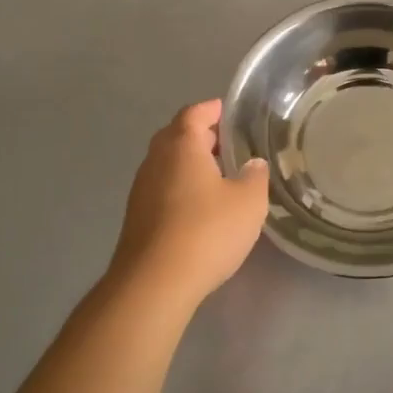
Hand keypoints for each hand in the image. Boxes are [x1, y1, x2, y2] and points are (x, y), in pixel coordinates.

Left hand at [109, 100, 269, 306]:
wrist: (154, 283)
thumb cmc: (206, 231)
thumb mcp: (248, 202)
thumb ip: (254, 176)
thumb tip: (252, 164)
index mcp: (181, 146)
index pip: (195, 113)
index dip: (213, 109)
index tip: (232, 112)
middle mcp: (156, 161)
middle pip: (177, 136)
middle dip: (202, 135)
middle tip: (231, 144)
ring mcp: (142, 190)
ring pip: (168, 164)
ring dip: (192, 163)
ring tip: (221, 175)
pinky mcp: (138, 217)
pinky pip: (164, 188)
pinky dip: (183, 187)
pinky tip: (202, 206)